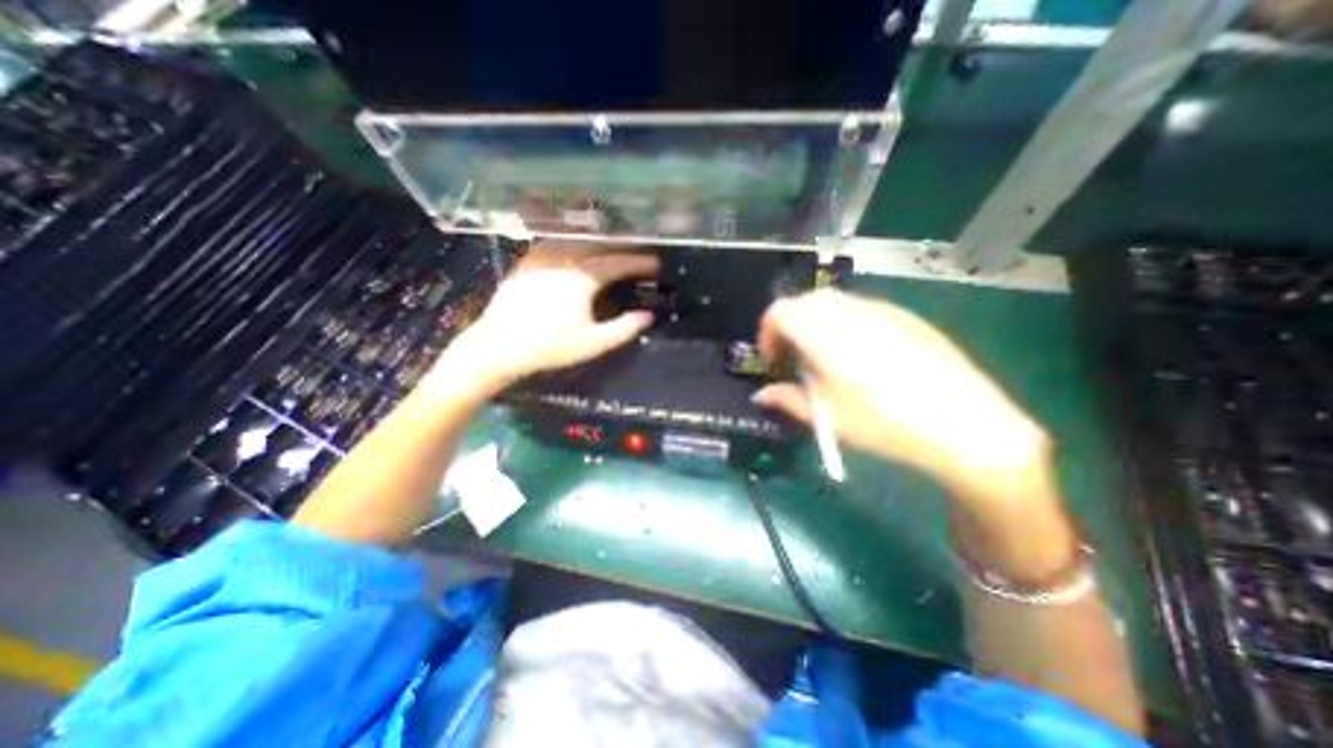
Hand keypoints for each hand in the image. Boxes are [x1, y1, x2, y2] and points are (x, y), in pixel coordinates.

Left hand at [437, 239, 655, 392]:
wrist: (498, 345)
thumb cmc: (549, 347)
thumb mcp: (593, 343)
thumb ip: (624, 329)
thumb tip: (648, 316)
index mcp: (582, 278)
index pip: (618, 263)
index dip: (639, 262)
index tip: (656, 263)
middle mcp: (564, 258)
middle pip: (600, 246)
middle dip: (623, 249)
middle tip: (639, 256)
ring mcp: (543, 256)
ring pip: (579, 241)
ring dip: (601, 244)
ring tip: (613, 251)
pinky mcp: (528, 260)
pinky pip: (557, 243)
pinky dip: (575, 243)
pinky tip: (578, 250)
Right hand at [753, 290, 1045, 501]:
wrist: (964, 425)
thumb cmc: (884, 423)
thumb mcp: (827, 418)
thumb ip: (787, 399)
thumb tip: (761, 395)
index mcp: (824, 335)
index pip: (779, 311)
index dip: (767, 332)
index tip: (774, 360)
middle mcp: (849, 312)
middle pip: (804, 301)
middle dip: (790, 325)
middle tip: (796, 358)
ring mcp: (881, 310)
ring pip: (832, 301)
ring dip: (816, 321)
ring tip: (827, 356)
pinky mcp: (905, 316)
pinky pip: (861, 307)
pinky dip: (844, 321)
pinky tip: (861, 353)